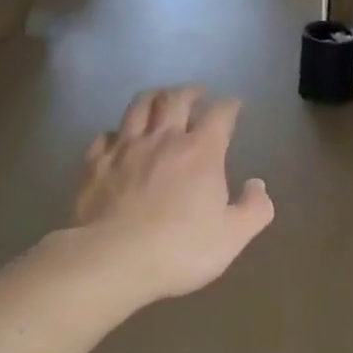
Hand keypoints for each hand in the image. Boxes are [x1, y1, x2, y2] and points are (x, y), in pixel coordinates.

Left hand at [71, 86, 273, 302]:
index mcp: (201, 152)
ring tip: (160, 99)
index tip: (234, 106)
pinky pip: (106, 135)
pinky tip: (119, 138)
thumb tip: (257, 185)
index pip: (220, 114)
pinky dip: (117, 131)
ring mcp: (125, 148)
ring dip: (154, 97)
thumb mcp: (233, 236)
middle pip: (176, 99)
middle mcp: (163, 139)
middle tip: (197, 94)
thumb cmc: (180, 249)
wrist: (113, 260)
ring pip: (139, 107)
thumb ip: (254, 209)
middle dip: (190, 92)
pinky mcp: (95, 164)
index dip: (229, 106)